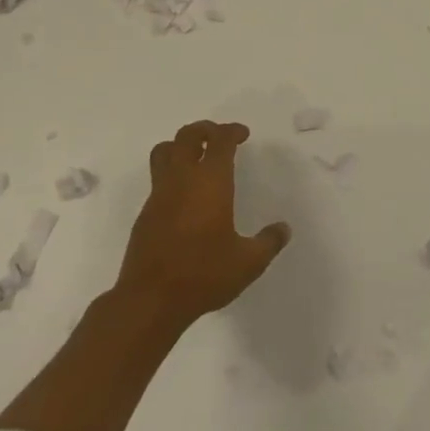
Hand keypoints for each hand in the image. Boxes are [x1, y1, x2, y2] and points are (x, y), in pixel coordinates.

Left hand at [117, 120, 290, 327]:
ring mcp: (159, 195)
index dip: (232, 131)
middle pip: (187, 135)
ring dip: (180, 146)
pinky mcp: (145, 214)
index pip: (220, 140)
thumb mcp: (248, 263)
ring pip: (164, 152)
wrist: (149, 301)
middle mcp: (182, 179)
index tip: (243, 135)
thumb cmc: (203, 274)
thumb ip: (269, 242)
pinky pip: (157, 179)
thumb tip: (284, 229)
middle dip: (205, 129)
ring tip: (197, 157)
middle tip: (220, 138)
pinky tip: (185, 197)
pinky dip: (171, 174)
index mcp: (210, 181)